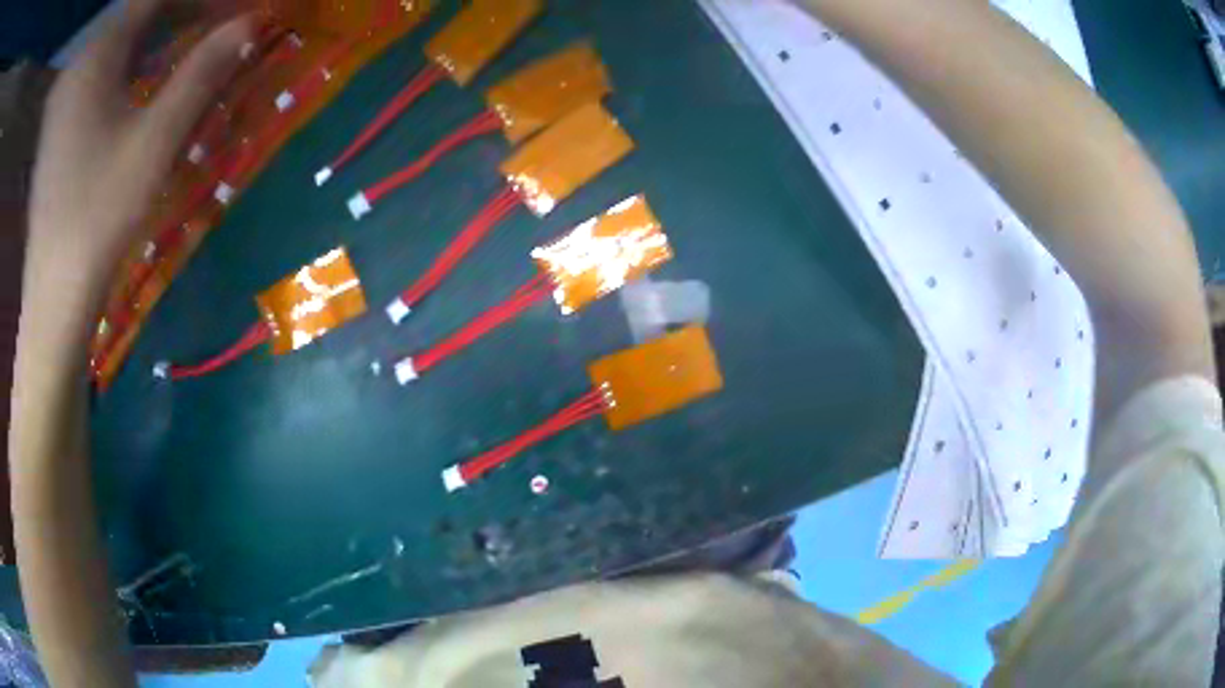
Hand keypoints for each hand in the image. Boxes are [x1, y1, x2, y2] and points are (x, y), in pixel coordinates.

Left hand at [25, 0, 252, 307]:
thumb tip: (252, 23)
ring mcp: (69, 82)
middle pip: (143, 7)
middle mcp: (81, 56)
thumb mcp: (155, 141)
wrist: (53, 293)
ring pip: (127, 29)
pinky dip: (139, 49)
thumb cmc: (98, 219)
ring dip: (167, 24)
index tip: (246, 10)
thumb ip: (204, 71)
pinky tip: (158, 61)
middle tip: (230, 22)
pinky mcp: (64, 107)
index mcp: (98, 49)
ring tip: (204, 34)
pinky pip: (109, 55)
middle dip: (190, 8)